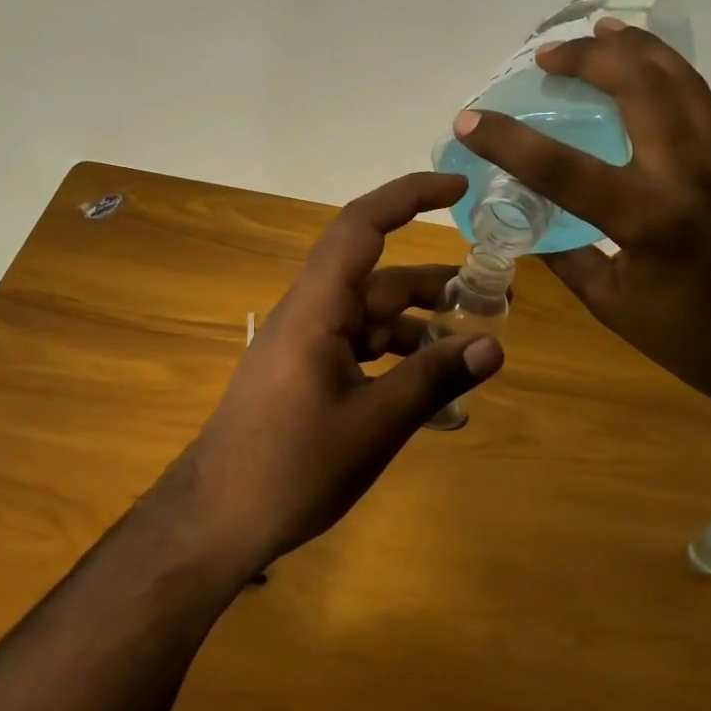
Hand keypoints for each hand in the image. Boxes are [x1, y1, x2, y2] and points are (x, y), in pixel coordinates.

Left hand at [151, 172, 503, 574]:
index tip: (458, 189)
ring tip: (472, 346)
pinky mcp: (303, 374)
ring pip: (371, 317)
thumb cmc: (291, 468)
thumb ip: (432, 379)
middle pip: (378, 279)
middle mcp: (309, 315)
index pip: (361, 226)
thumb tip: (494, 345)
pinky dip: (396, 358)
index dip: (408, 197)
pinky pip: (358, 348)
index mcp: (316, 309)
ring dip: (419, 325)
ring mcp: (304, 345)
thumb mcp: (373, 425)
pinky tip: (429, 386)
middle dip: (434, 284)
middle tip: (493, 297)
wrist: (216, 521)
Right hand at [451, 13, 710, 411]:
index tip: (470, 118)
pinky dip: (666, 82)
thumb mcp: (611, 304)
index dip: (509, 140)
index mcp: (648, 220)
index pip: (563, 168)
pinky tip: (644, 87)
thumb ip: (567, 255)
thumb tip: (530, 222)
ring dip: (639, 48)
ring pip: (684, 83)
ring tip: (605, 28)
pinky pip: (699, 111)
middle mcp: (689, 177)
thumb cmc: (691, 341)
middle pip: (642, 88)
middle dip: (590, 57)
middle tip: (548, 53)